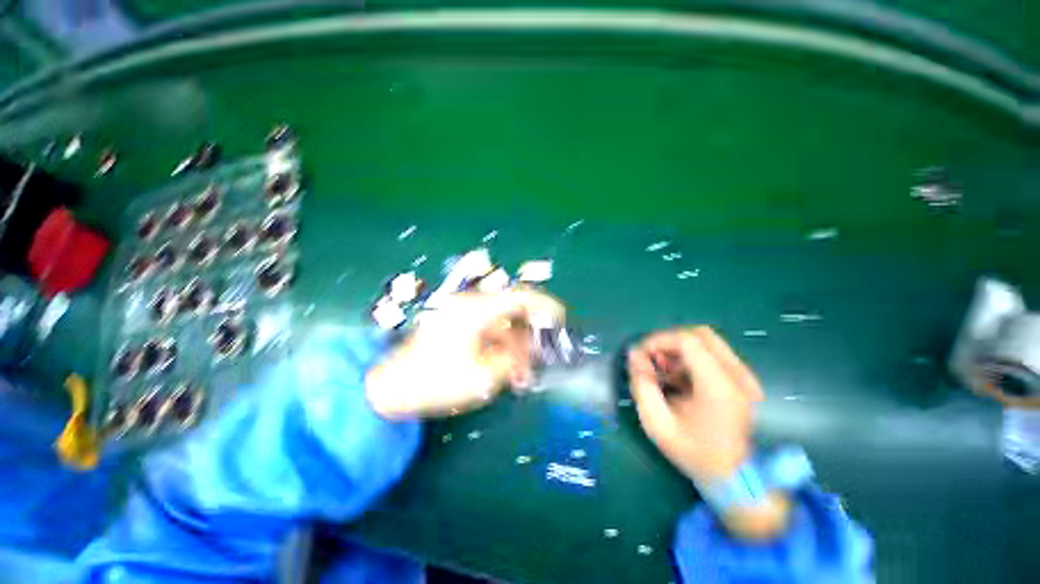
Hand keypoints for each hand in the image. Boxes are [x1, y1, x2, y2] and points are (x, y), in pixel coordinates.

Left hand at [365, 290, 563, 419]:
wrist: (390, 387)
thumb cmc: (436, 381)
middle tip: (542, 353)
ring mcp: (463, 314)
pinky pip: (488, 329)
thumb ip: (513, 360)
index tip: (560, 319)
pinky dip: (501, 344)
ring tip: (523, 371)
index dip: (545, 305)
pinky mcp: (457, 325)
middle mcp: (471, 305)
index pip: (520, 297)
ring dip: (516, 342)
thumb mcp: (482, 376)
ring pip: (501, 321)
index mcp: (477, 311)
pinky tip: (506, 366)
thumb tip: (531, 352)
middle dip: (531, 330)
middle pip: (513, 309)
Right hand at [629, 327, 791, 539]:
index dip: (659, 340)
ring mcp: (745, 377)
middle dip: (669, 341)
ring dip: (680, 349)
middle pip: (700, 334)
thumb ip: (642, 384)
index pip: (688, 341)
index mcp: (719, 387)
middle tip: (653, 359)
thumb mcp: (657, 423)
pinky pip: (714, 354)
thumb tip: (634, 354)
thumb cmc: (694, 453)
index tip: (641, 354)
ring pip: (707, 342)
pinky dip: (691, 358)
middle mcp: (738, 376)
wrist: (737, 480)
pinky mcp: (744, 381)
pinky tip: (680, 378)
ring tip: (664, 371)